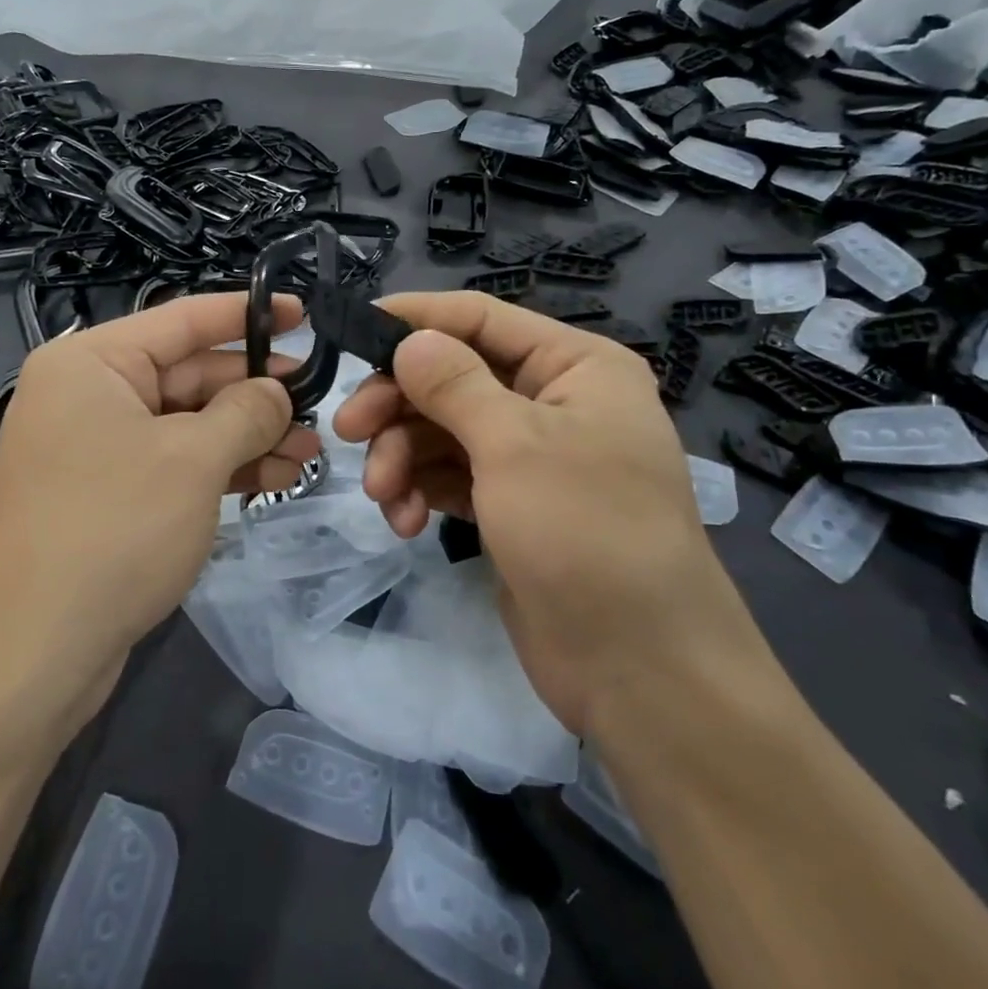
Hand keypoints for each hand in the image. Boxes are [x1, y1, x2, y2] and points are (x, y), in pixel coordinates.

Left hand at [0, 293, 319, 741]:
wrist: (35, 651)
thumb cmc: (115, 528)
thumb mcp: (194, 459)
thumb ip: (245, 412)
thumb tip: (275, 392)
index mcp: (91, 363)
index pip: (182, 321)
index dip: (247, 314)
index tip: (303, 312)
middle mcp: (87, 395)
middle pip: (188, 375)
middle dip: (255, 393)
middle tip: (317, 402)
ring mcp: (95, 448)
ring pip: (186, 424)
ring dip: (247, 436)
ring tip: (310, 451)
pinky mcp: (107, 495)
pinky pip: (173, 463)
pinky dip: (220, 469)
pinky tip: (274, 478)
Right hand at [332, 291, 775, 734]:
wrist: (639, 669)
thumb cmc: (586, 533)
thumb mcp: (514, 445)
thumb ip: (454, 384)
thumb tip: (409, 338)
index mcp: (575, 366)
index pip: (481, 318)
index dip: (416, 319)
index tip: (352, 332)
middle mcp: (554, 402)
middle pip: (453, 377)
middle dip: (399, 405)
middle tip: (348, 431)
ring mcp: (532, 457)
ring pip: (444, 431)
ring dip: (404, 457)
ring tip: (385, 497)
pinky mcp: (512, 505)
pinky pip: (452, 476)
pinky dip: (423, 491)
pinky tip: (408, 523)